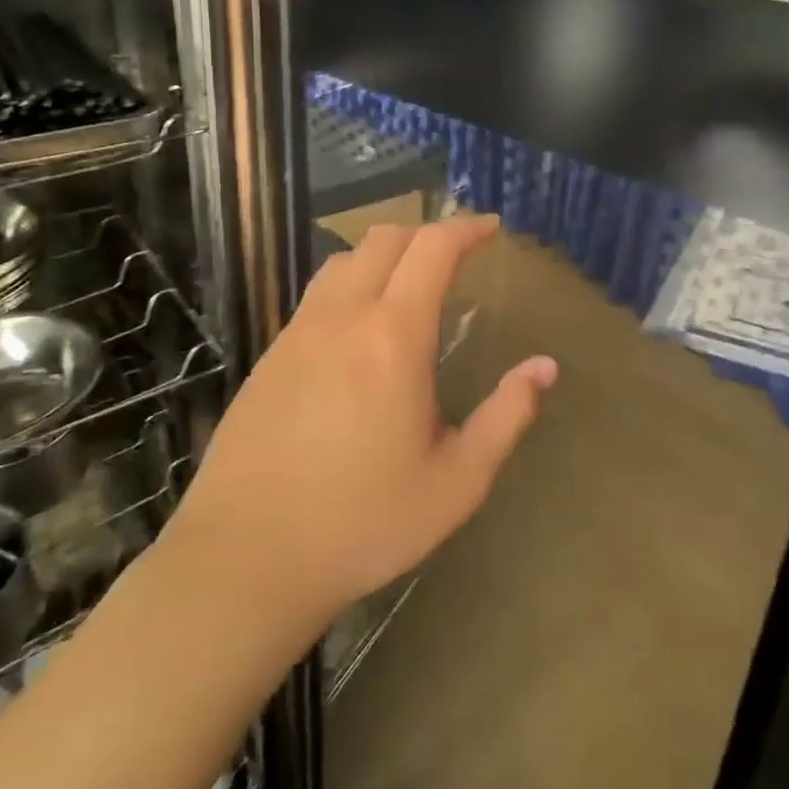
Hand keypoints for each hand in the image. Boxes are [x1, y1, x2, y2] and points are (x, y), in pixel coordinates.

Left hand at [172, 214, 556, 618]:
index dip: (465, 229)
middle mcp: (342, 317)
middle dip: (426, 234)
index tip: (490, 228)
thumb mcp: (456, 481)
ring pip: (343, 262)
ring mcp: (297, 333)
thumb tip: (544, 368)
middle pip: (383, 239)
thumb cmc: (363, 523)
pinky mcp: (268, 357)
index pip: (432, 249)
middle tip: (456, 256)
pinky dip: (349, 286)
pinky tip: (358, 332)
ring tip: (408, 285)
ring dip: (383, 255)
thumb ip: (506, 416)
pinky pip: (316, 296)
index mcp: (393, 336)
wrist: (244, 560)